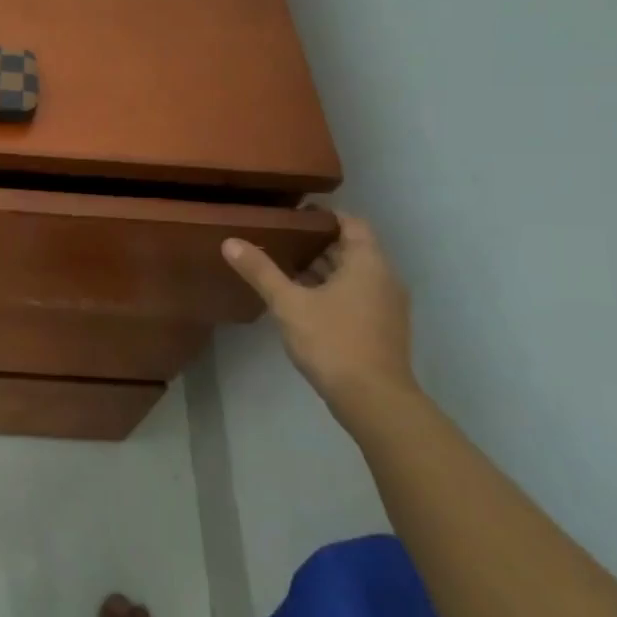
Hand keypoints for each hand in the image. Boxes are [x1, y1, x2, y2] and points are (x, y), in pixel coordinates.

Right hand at [221, 213, 416, 419]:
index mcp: (368, 263)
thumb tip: (230, 242)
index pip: (352, 223)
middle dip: (317, 243)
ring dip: (322, 270)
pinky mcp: (382, 329)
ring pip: (353, 275)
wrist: (374, 400)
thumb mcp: (289, 303)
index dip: (324, 216)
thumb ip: (261, 271)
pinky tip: (301, 301)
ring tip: (283, 267)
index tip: (293, 215)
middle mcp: (384, 279)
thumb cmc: (333, 341)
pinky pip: (355, 296)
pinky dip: (331, 291)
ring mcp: (386, 306)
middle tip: (279, 239)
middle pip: (351, 249)